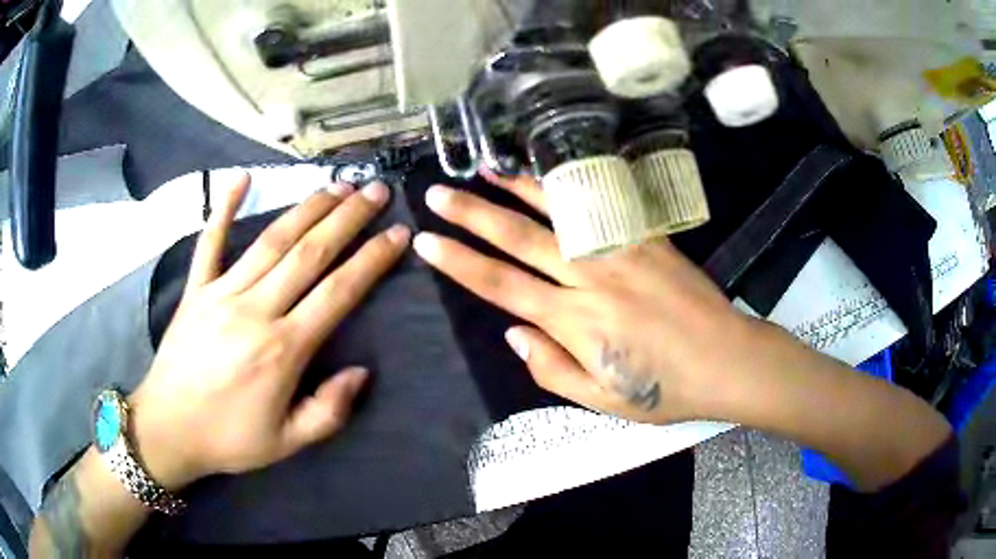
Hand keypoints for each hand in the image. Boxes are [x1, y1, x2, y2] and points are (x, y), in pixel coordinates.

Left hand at [129, 176, 409, 490]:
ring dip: (307, 209)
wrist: (168, 429)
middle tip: (375, 190)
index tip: (398, 234)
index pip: (338, 293)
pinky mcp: (196, 289)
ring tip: (337, 186)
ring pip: (271, 241)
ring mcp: (221, 293)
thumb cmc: (229, 439)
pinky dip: (223, 208)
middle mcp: (255, 310)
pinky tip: (241, 178)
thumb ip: (329, 411)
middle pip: (309, 253)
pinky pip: (210, 242)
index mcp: (282, 350)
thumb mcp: (288, 442)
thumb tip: (360, 371)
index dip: (371, 260)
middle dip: (347, 218)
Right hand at [413, 172, 755, 425]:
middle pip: (518, 239)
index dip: (458, 262)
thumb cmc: (664, 389)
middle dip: (471, 215)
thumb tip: (512, 331)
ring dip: (515, 187)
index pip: (500, 285)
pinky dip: (570, 187)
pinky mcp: (647, 237)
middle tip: (437, 195)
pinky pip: (603, 206)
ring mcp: (621, 250)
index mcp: (575, 322)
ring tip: (482, 169)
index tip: (426, 242)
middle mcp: (590, 278)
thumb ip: (550, 368)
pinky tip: (549, 173)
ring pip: (557, 211)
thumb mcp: (601, 400)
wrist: (726, 359)